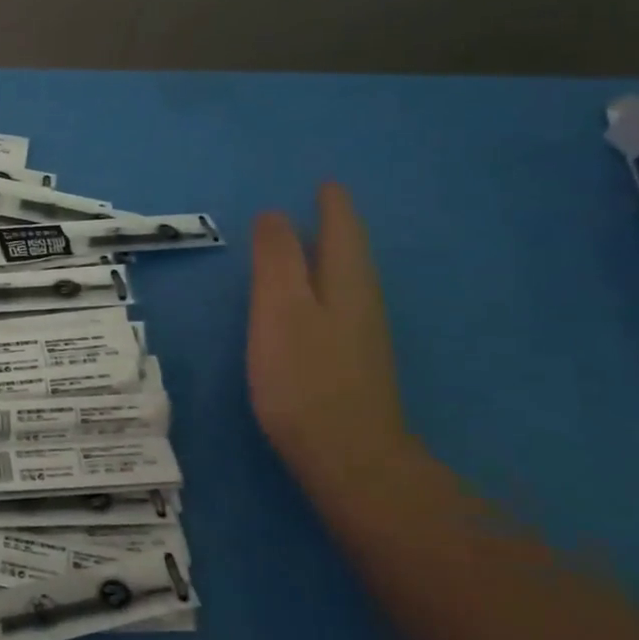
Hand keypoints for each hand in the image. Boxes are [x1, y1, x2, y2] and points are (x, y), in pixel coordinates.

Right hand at [248, 184, 415, 496]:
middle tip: (322, 206)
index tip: (326, 184)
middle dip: (337, 227)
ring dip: (333, 257)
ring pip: (349, 281)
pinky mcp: (353, 364)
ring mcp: (362, 336)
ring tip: (314, 244)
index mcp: (346, 282)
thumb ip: (276, 261)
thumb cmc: (304, 376)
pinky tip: (313, 303)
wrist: (347, 455)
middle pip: (352, 254)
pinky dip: (327, 288)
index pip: (342, 231)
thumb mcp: (279, 310)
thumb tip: (275, 215)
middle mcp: (362, 302)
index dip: (333, 206)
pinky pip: (341, 307)